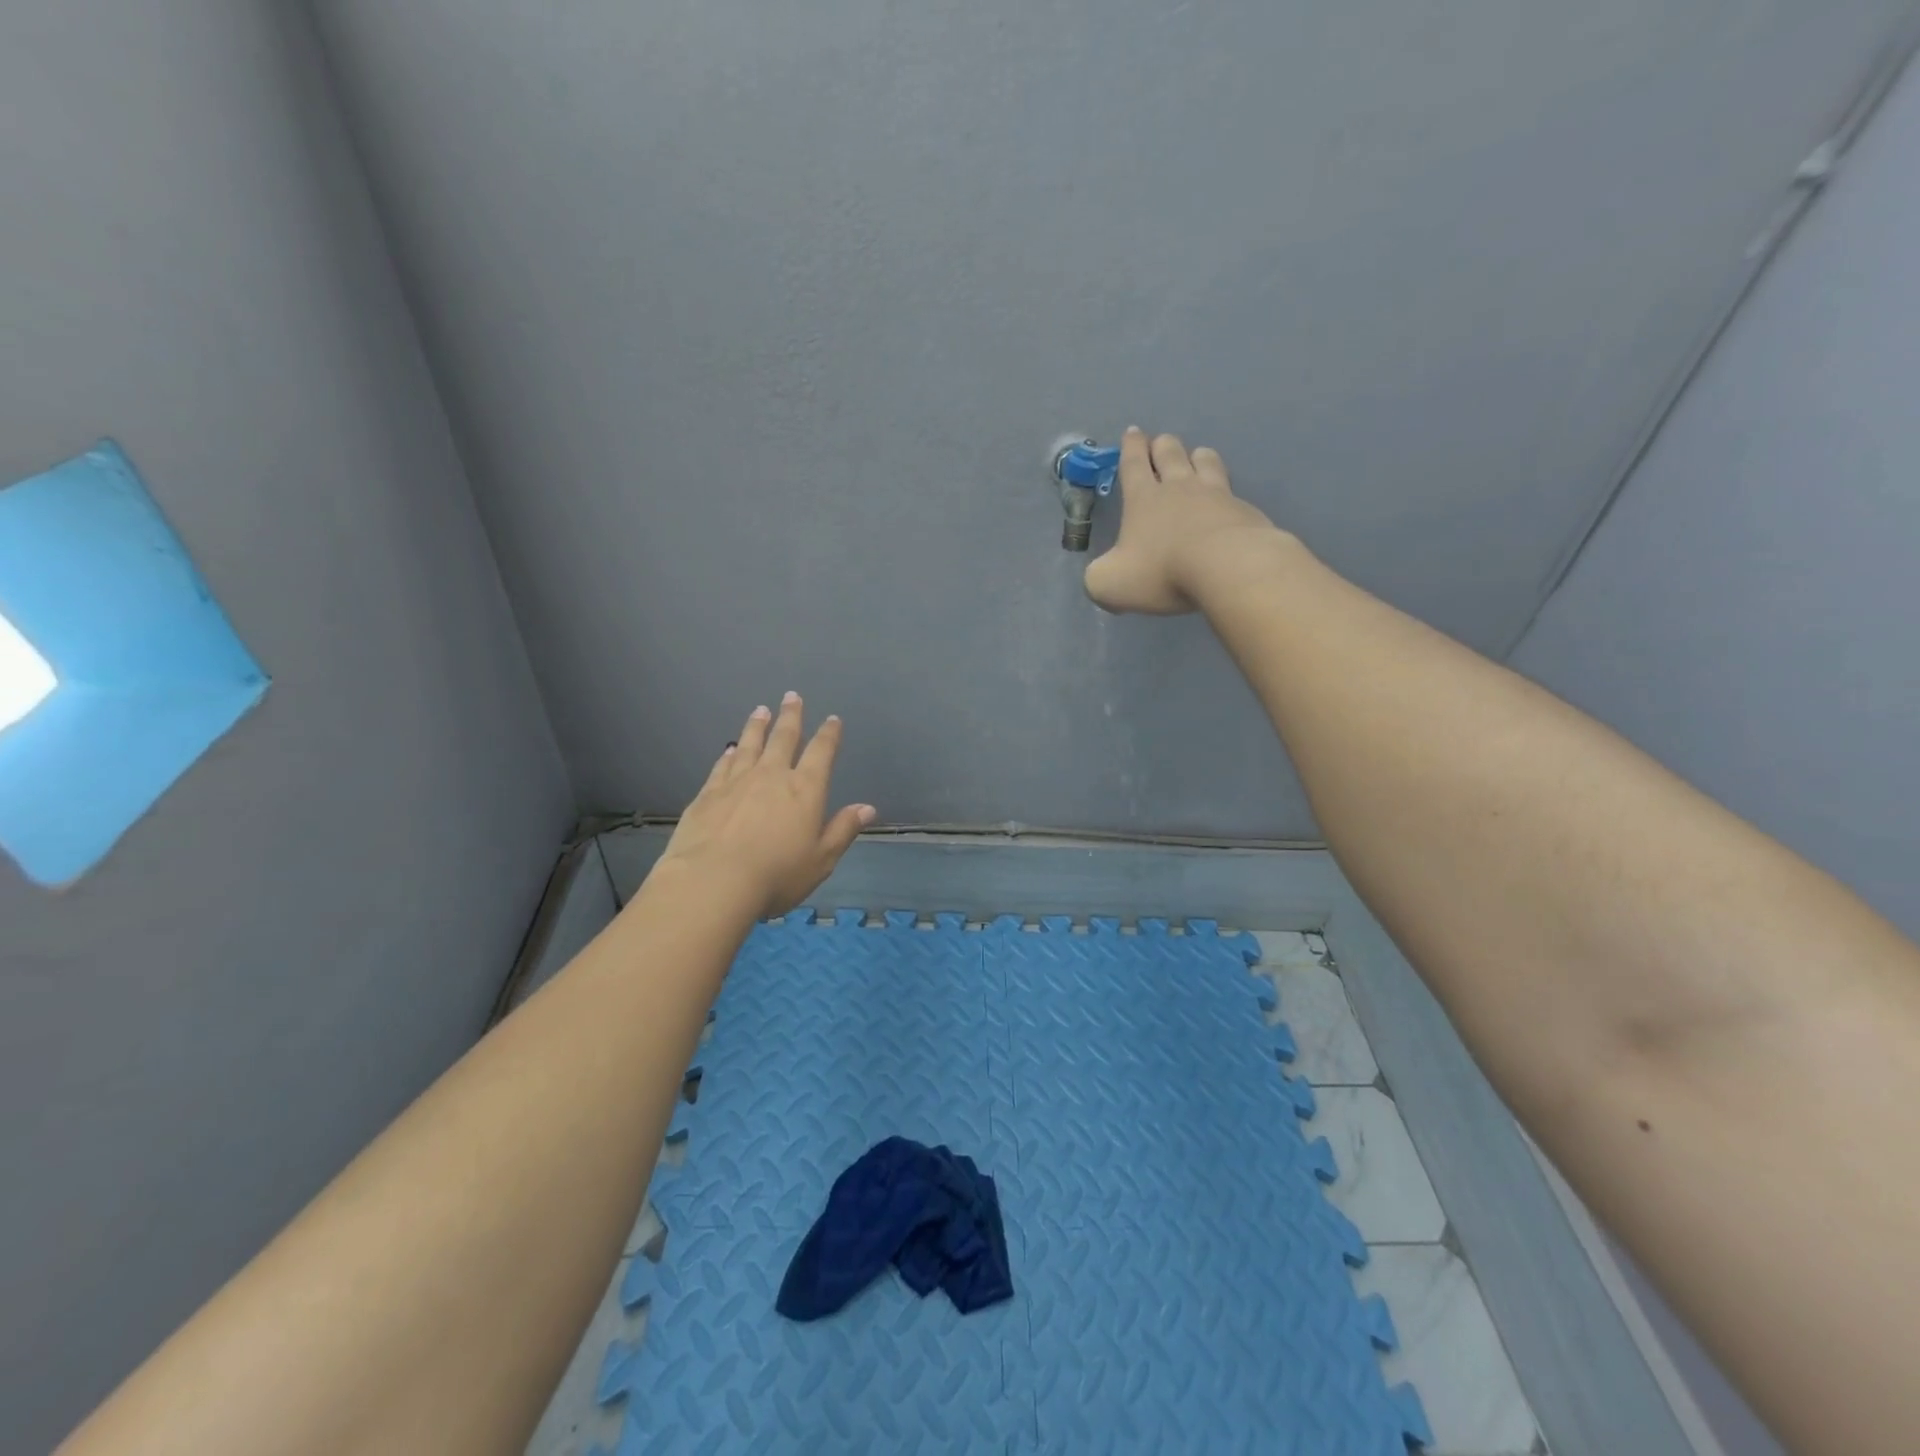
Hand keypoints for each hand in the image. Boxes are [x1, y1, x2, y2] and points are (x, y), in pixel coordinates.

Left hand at [657, 693, 875, 918]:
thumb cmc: (777, 874)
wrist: (714, 881)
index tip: (833, 720)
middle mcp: (772, 776)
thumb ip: (843, 830)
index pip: (821, 752)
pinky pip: (722, 766)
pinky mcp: (708, 794)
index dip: (829, 735)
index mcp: (805, 789)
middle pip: (783, 738)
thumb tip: (867, 808)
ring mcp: (736, 782)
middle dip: (791, 717)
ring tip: (761, 710)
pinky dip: (729, 754)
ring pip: (750, 744)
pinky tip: (730, 749)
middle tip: (792, 696)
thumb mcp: (821, 859)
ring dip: (757, 726)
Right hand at [1083, 427, 1285, 614]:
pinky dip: (1225, 492)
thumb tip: (1101, 576)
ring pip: (1205, 460)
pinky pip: (1232, 491)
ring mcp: (1215, 495)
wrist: (1228, 568)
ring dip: (1196, 457)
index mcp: (1143, 498)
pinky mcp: (1243, 510)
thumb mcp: (1110, 584)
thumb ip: (1099, 577)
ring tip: (1195, 459)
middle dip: (1161, 445)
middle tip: (1159, 444)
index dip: (1131, 447)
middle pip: (1170, 452)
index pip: (1133, 463)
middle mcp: (1178, 488)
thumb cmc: (1162, 571)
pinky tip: (1225, 503)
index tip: (1132, 432)